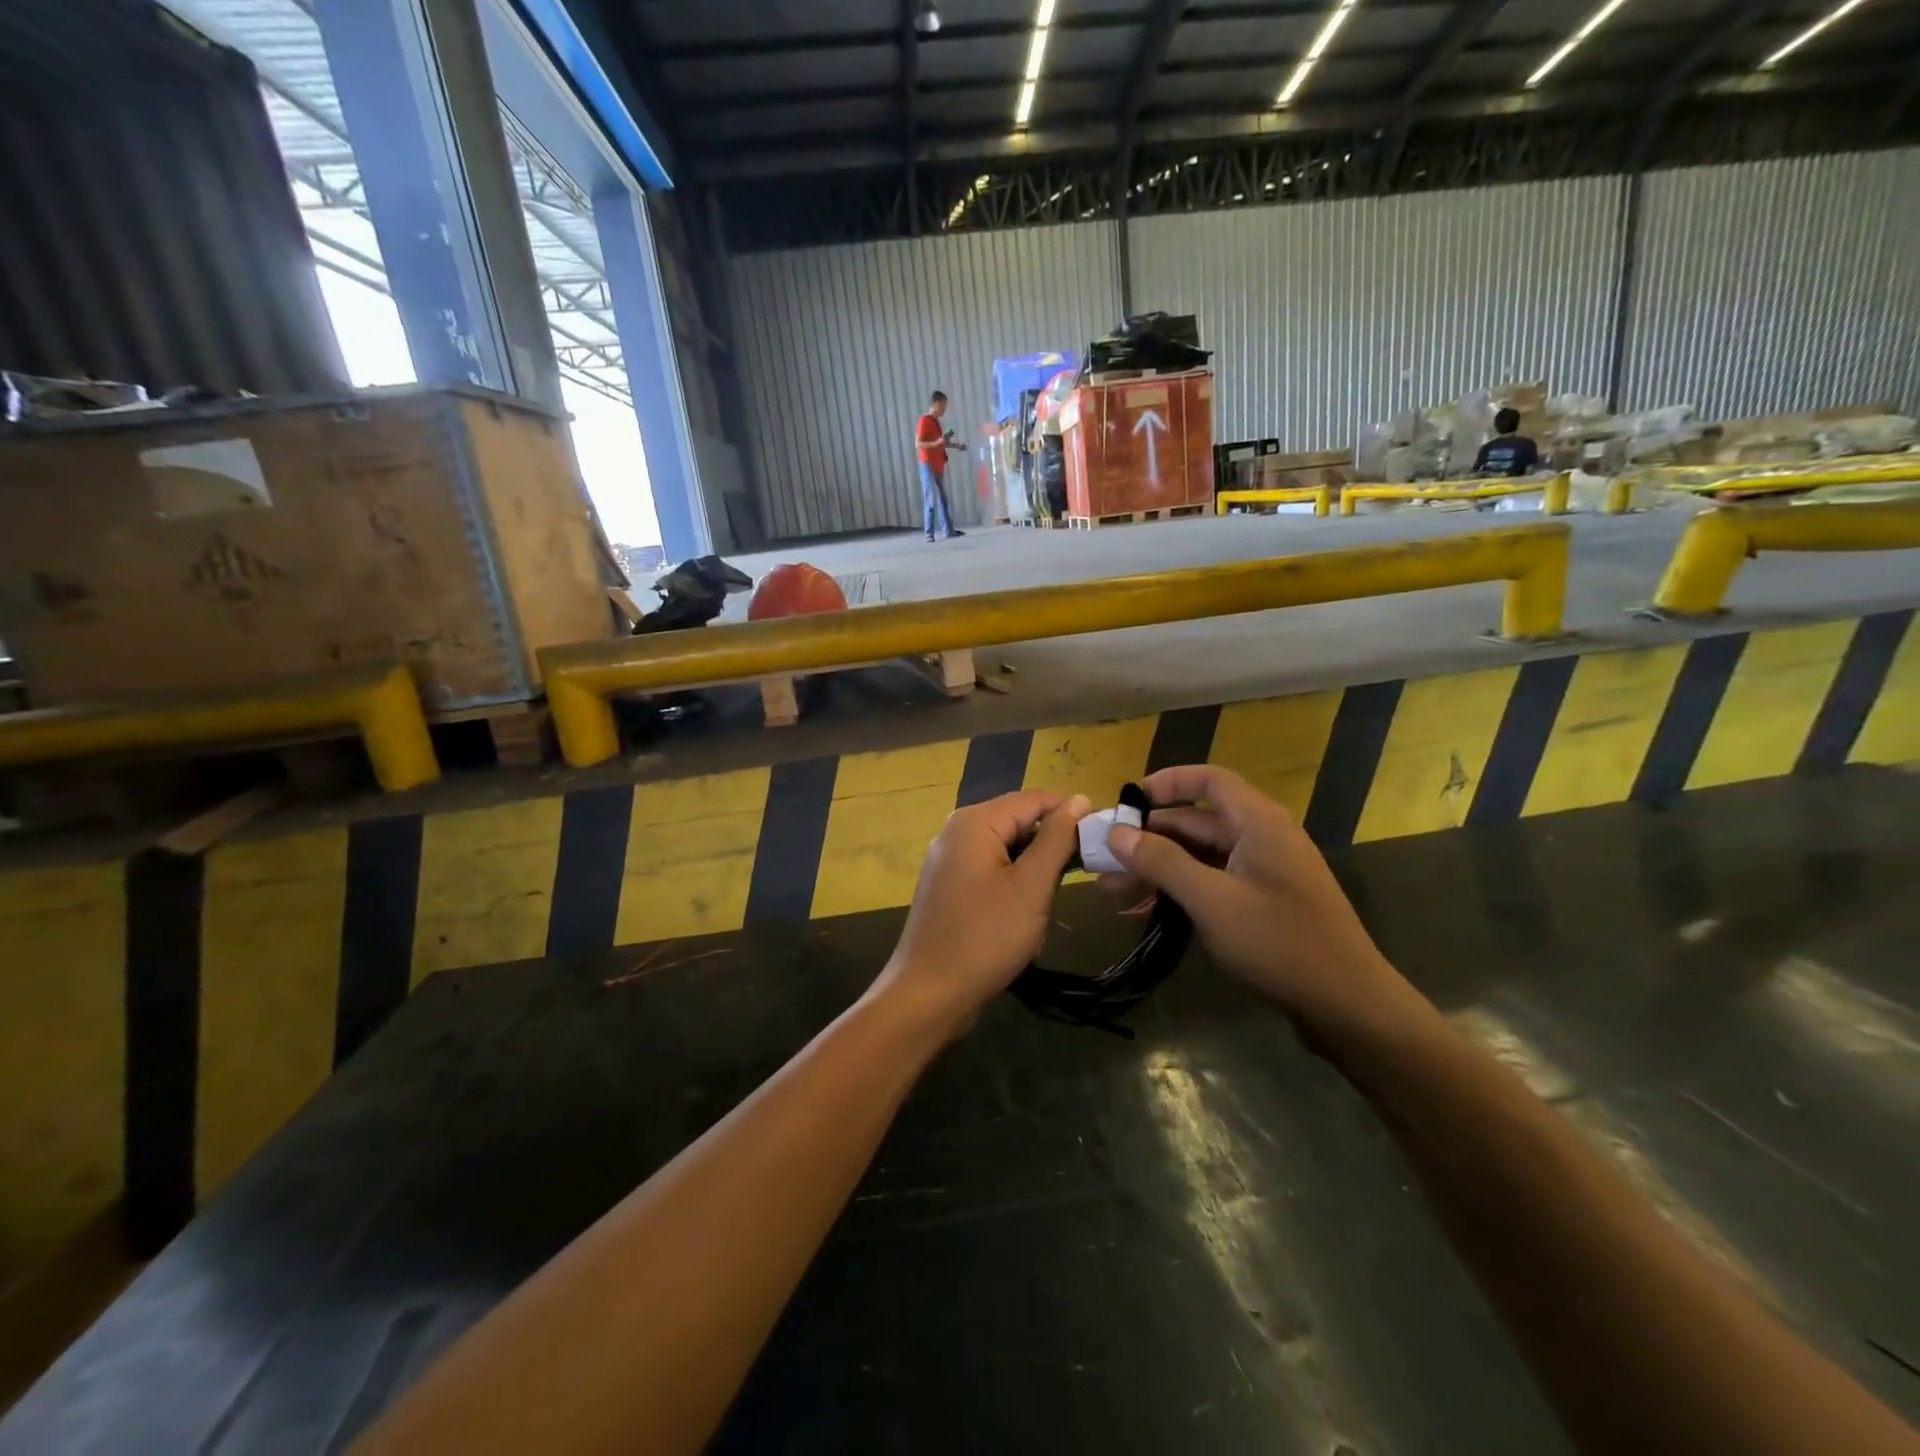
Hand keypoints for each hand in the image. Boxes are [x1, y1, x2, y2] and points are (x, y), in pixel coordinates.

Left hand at [870, 791, 1089, 1033]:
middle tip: (1079, 880)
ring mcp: (950, 861)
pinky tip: (1024, 921)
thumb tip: (1080, 800)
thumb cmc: (985, 937)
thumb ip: (1057, 838)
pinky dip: (1014, 889)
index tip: (1103, 839)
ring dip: (1034, 876)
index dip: (1072, 814)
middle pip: (1019, 823)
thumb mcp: (1031, 886)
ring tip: (1047, 908)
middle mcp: (957, 832)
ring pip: (1008, 852)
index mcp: (974, 822)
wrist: (929, 995)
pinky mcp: (950, 887)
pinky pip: (992, 873)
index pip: (1035, 799)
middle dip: (1051, 849)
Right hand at [1104, 766, 1425, 1045]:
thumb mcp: (1211, 900)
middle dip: (1148, 838)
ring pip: (1200, 856)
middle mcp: (1262, 837)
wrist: (1348, 1006)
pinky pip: (1213, 882)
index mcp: (1258, 822)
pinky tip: (1146, 913)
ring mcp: (1264, 872)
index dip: (1165, 783)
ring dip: (1158, 869)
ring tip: (1113, 892)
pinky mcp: (1264, 902)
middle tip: (1104, 859)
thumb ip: (1162, 862)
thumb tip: (1117, 833)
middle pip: (1196, 822)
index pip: (1207, 780)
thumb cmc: (1279, 942)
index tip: (1125, 802)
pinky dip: (1180, 891)